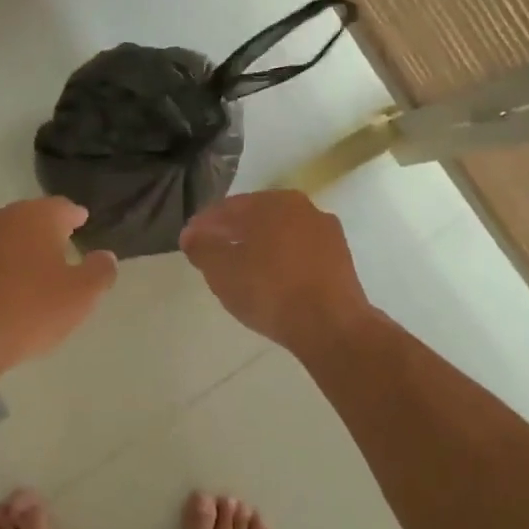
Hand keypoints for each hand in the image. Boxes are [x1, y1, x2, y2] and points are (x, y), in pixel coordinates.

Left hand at [0, 197, 117, 378]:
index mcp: (36, 217)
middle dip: (43, 232)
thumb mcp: (79, 297)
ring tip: (24, 272)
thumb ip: (99, 272)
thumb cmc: (26, 312)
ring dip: (12, 250)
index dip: (74, 216)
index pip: (62, 207)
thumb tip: (105, 256)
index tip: (81, 223)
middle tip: (57, 250)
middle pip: (27, 218)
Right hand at [179, 191, 374, 357]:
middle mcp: (303, 208)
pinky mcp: (340, 259)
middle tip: (211, 251)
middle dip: (232, 232)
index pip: (228, 208)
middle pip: (257, 217)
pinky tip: (271, 279)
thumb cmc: (270, 290)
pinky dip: (281, 260)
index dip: (204, 224)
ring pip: (280, 234)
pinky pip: (299, 253)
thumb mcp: (222, 271)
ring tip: (240, 268)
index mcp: (273, 203)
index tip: (189, 240)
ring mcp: (326, 233)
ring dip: (258, 246)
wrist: (331, 325)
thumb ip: (202, 248)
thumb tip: (192, 234)